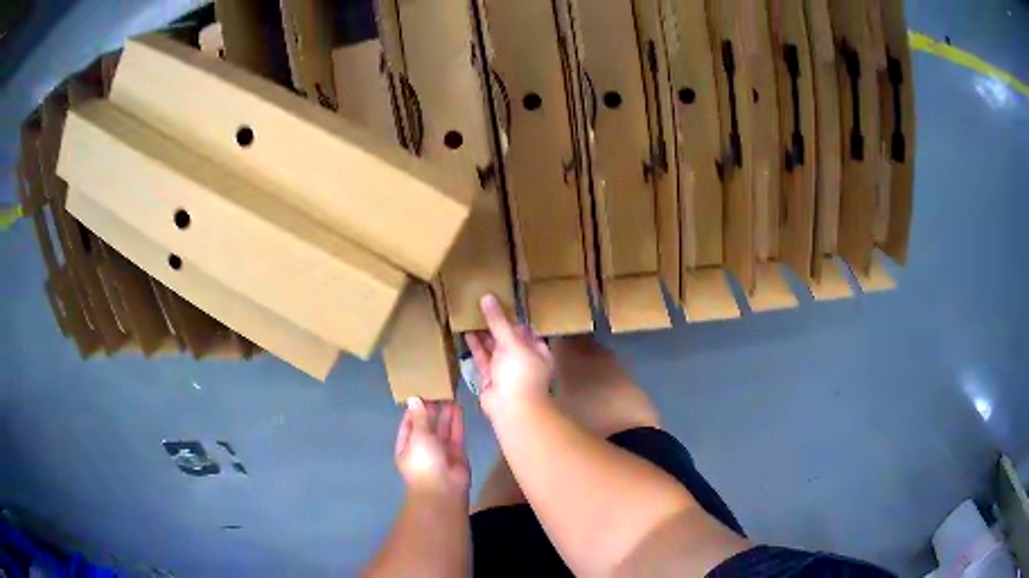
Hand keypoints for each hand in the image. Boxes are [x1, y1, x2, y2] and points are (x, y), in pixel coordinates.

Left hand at [395, 399, 469, 498]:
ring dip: (445, 414)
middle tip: (438, 389)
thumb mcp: (418, 437)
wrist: (444, 489)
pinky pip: (456, 434)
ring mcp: (441, 451)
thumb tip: (413, 398)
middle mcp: (423, 448)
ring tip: (449, 394)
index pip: (408, 425)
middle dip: (431, 410)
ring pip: (442, 429)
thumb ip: (419, 418)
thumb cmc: (424, 462)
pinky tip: (458, 406)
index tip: (421, 393)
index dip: (414, 410)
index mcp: (406, 447)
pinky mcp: (457, 453)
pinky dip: (457, 421)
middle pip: (427, 426)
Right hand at [466, 294, 553, 421]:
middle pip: (509, 338)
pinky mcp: (491, 378)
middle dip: (497, 325)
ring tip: (471, 316)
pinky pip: (483, 359)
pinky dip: (476, 347)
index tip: (501, 302)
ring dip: (484, 334)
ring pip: (494, 348)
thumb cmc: (520, 372)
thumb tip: (487, 297)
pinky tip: (466, 333)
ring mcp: (506, 370)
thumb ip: (498, 321)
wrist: (511, 408)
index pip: (527, 330)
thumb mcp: (510, 342)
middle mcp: (523, 359)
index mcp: (537, 351)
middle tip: (482, 306)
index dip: (515, 317)